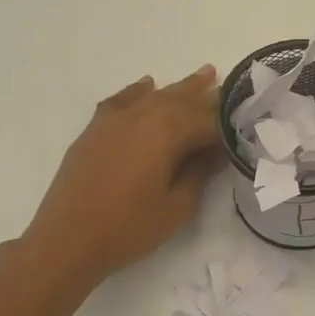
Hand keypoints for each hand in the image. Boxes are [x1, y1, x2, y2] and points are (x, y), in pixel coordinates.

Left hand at [20, 66, 222, 289]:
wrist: (66, 240)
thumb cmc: (129, 227)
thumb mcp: (177, 206)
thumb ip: (200, 173)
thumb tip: (215, 153)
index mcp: (168, 131)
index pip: (210, 120)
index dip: (230, 124)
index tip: (248, 125)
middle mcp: (144, 114)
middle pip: (184, 99)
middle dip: (210, 96)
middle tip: (233, 90)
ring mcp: (116, 118)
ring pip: (156, 95)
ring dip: (181, 88)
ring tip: (205, 75)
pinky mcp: (96, 129)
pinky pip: (123, 100)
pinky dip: (138, 91)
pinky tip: (147, 86)